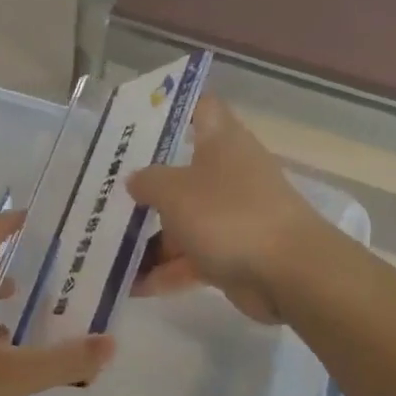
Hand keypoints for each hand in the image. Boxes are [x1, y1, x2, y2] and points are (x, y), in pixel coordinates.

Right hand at [127, 95, 328, 323]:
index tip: (137, 121)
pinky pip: (193, 257)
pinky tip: (132, 287)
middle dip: (147, 186)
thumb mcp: (175, 192)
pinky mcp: (235, 253)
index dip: (172, 109)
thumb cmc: (229, 215)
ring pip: (185, 220)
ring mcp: (234, 215)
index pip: (200, 108)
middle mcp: (229, 173)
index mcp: (222, 142)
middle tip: (105, 193)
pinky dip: (167, 270)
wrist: (289, 273)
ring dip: (151, 238)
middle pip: (183, 172)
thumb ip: (148, 182)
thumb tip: (135, 180)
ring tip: (109, 250)